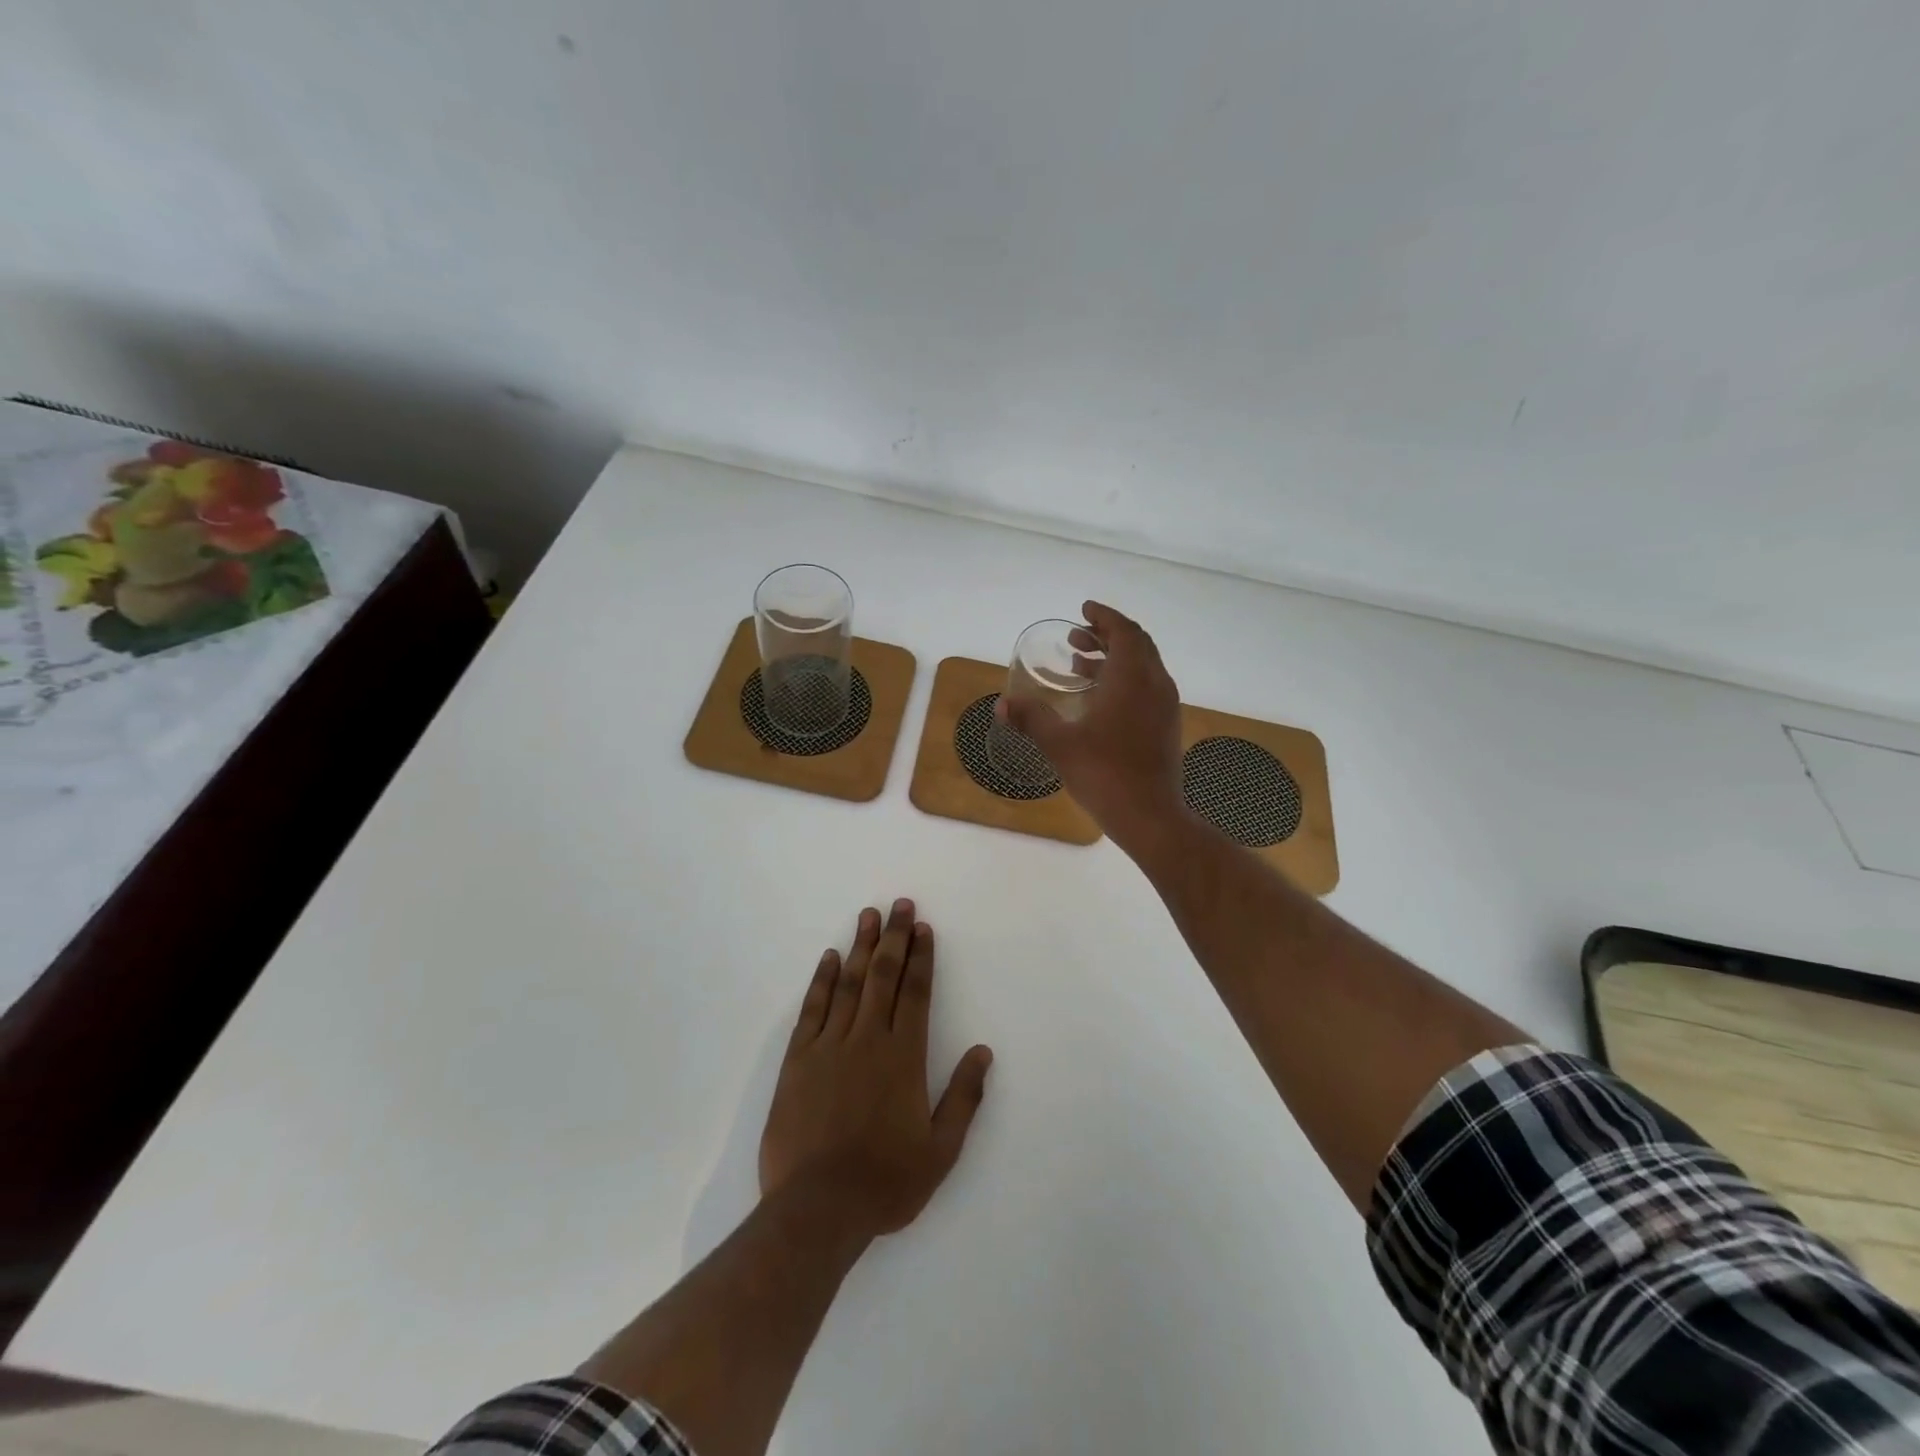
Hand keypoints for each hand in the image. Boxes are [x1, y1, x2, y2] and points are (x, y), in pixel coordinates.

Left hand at [759, 900, 992, 1239]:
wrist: (817, 1210)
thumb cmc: (886, 1183)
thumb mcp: (941, 1151)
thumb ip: (964, 1098)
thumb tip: (983, 1052)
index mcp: (904, 1058)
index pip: (916, 993)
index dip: (921, 958)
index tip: (923, 928)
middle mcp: (868, 1040)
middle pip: (883, 976)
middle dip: (894, 938)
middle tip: (899, 905)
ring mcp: (829, 1046)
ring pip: (849, 984)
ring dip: (860, 947)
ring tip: (868, 915)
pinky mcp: (798, 1060)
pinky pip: (813, 1009)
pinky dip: (822, 980)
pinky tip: (830, 958)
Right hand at [997, 601, 1185, 850]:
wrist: (1150, 816)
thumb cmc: (1104, 774)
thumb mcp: (1060, 744)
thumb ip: (1031, 718)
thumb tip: (1001, 704)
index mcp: (1132, 678)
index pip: (1124, 631)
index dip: (1104, 616)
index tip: (1083, 610)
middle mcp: (1155, 684)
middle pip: (1136, 644)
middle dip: (1106, 636)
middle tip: (1077, 638)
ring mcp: (1166, 706)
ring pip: (1143, 667)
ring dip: (1114, 659)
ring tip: (1080, 666)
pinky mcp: (1167, 726)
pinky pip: (1147, 687)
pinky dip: (1124, 680)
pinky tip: (1099, 701)